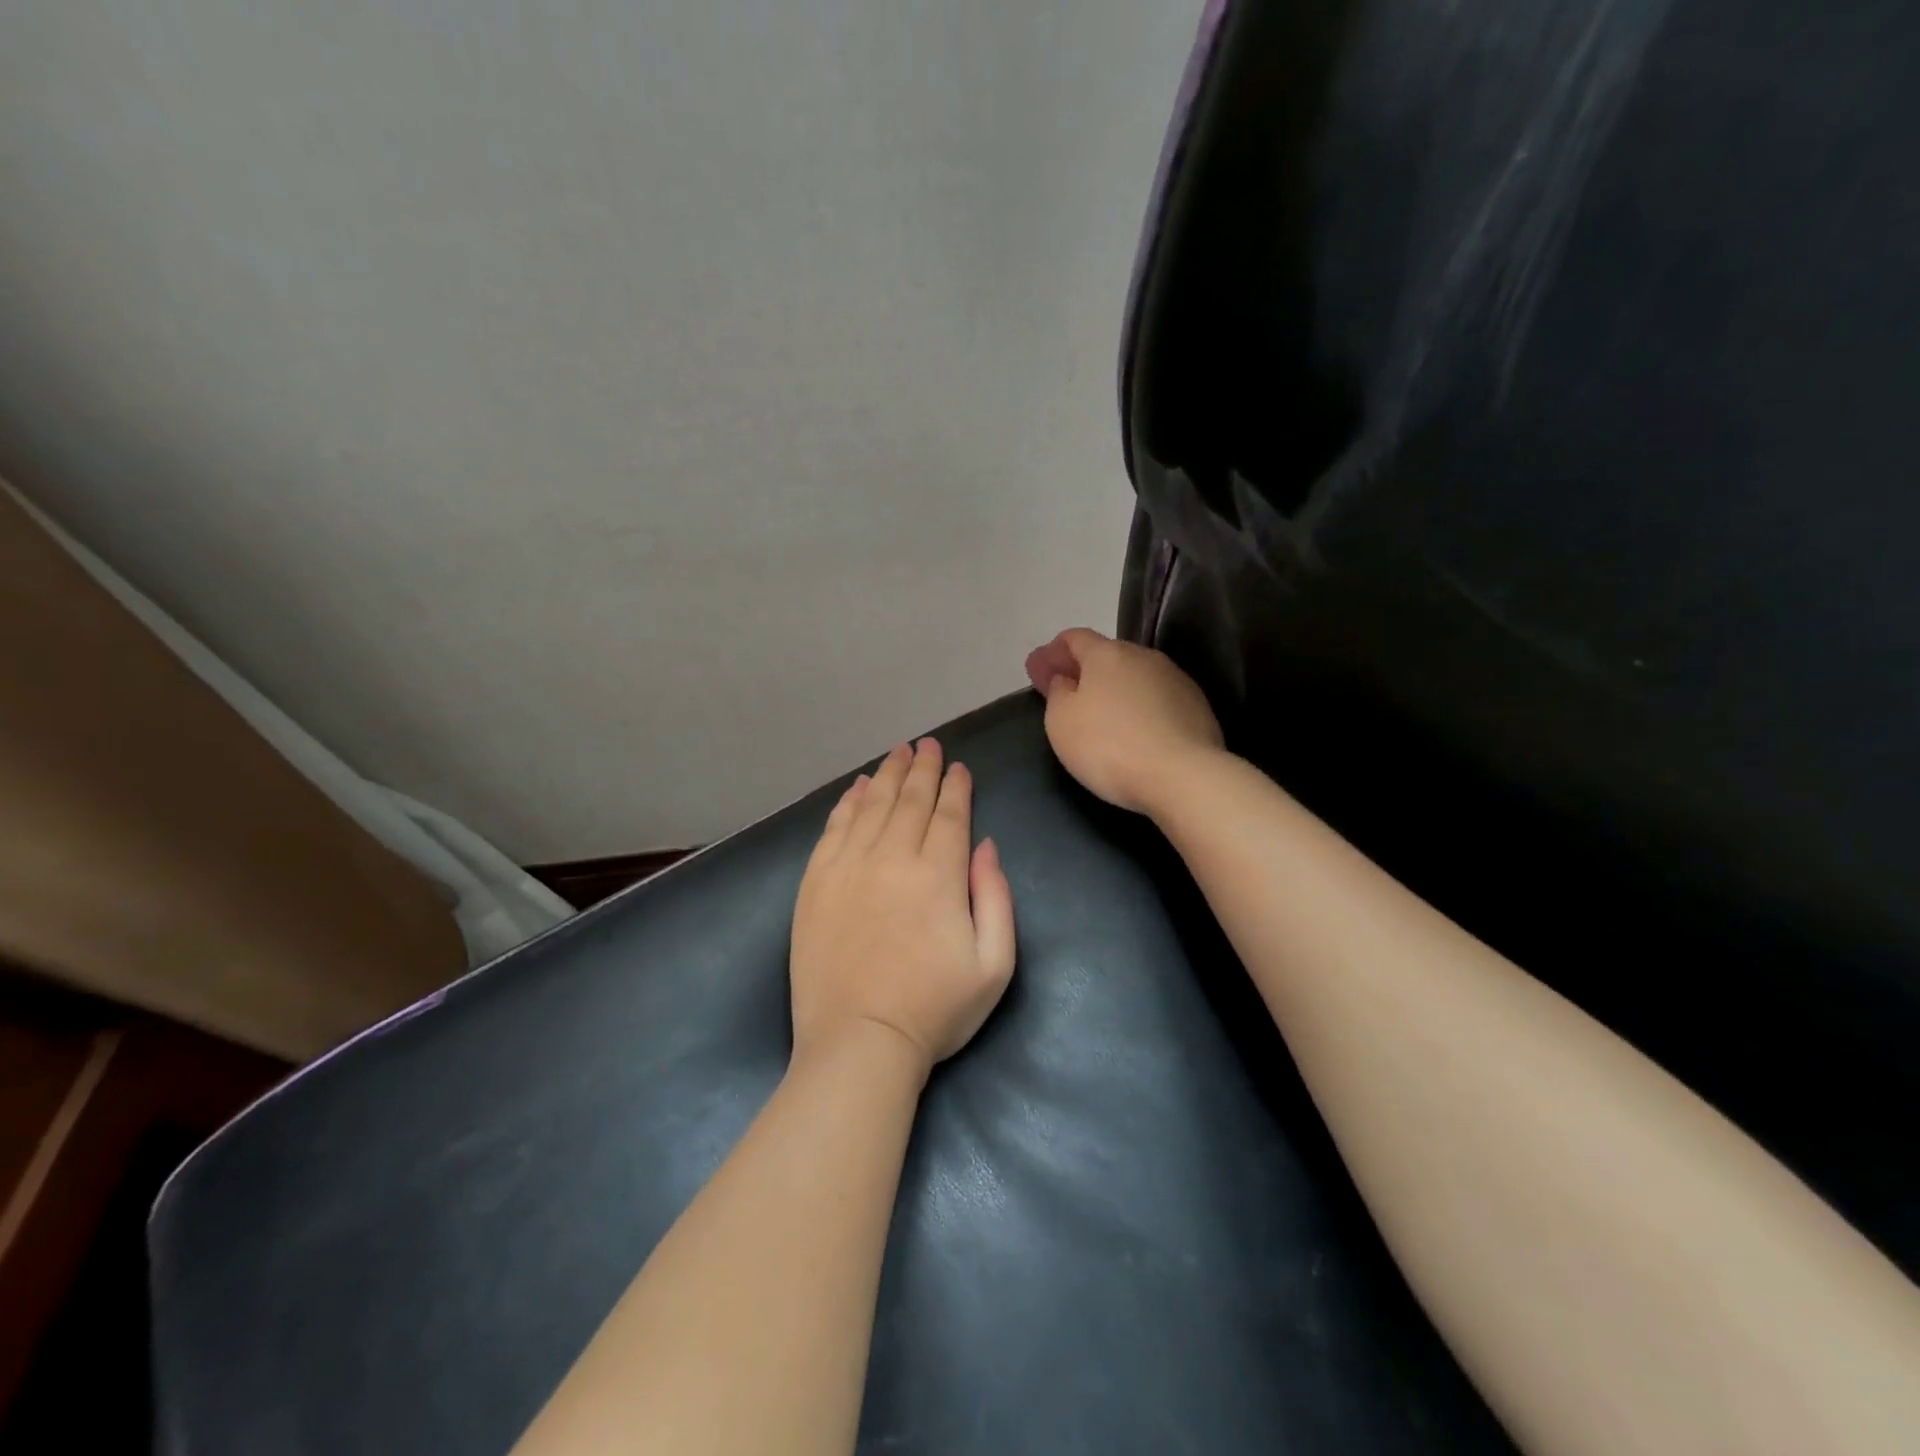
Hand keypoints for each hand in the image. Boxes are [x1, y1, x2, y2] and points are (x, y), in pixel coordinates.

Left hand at [790, 739, 1017, 1076]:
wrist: (859, 1043)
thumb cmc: (935, 1010)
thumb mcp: (994, 964)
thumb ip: (996, 896)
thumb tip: (984, 845)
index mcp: (939, 875)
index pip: (950, 814)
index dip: (956, 787)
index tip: (959, 766)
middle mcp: (892, 857)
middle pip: (911, 800)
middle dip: (924, 768)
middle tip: (928, 744)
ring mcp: (848, 867)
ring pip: (873, 805)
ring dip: (889, 775)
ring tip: (899, 752)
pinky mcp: (816, 882)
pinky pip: (834, 827)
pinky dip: (848, 801)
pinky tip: (858, 786)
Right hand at [1025, 628, 1224, 814]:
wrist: (1183, 776)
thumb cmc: (1109, 746)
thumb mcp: (1061, 721)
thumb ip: (1057, 693)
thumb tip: (1066, 679)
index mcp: (1107, 654)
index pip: (1074, 638)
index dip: (1053, 652)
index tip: (1039, 669)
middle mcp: (1143, 657)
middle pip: (1107, 655)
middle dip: (1084, 669)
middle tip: (1066, 691)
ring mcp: (1175, 679)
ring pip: (1135, 676)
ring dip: (1115, 688)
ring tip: (1103, 713)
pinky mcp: (1197, 706)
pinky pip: (1158, 699)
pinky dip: (1140, 707)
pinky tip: (1135, 730)